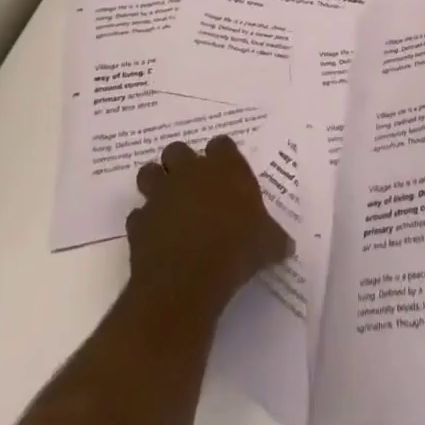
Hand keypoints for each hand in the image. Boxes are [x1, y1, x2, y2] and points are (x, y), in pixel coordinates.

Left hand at [128, 136, 291, 318]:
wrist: (187, 280)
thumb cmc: (235, 250)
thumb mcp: (267, 244)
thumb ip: (274, 238)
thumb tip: (286, 246)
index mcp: (224, 167)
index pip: (221, 144)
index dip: (222, 157)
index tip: (227, 173)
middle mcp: (190, 172)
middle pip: (178, 150)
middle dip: (181, 163)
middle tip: (192, 185)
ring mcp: (161, 195)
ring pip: (149, 173)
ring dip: (156, 184)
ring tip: (167, 203)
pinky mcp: (139, 222)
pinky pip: (138, 215)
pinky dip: (144, 223)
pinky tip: (155, 238)